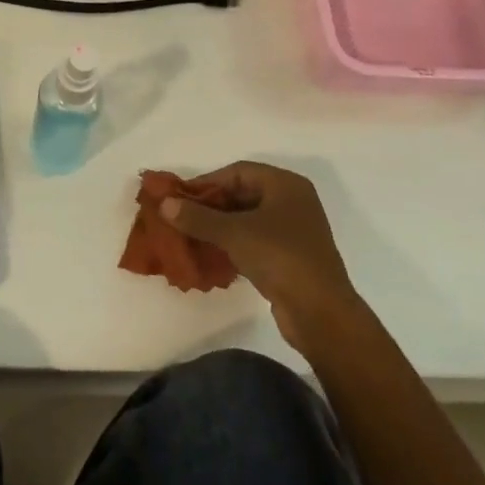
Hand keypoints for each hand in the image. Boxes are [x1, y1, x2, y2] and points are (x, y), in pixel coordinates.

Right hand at [159, 161, 359, 352]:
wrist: (320, 313)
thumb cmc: (280, 257)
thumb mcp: (233, 233)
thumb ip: (197, 217)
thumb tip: (164, 204)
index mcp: (285, 185)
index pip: (237, 172)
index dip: (206, 182)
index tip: (179, 197)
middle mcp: (292, 201)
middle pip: (242, 194)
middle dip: (210, 206)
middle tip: (181, 217)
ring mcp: (293, 230)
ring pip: (247, 219)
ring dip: (218, 226)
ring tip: (190, 235)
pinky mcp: (290, 256)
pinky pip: (254, 240)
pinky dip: (232, 244)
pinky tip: (210, 254)